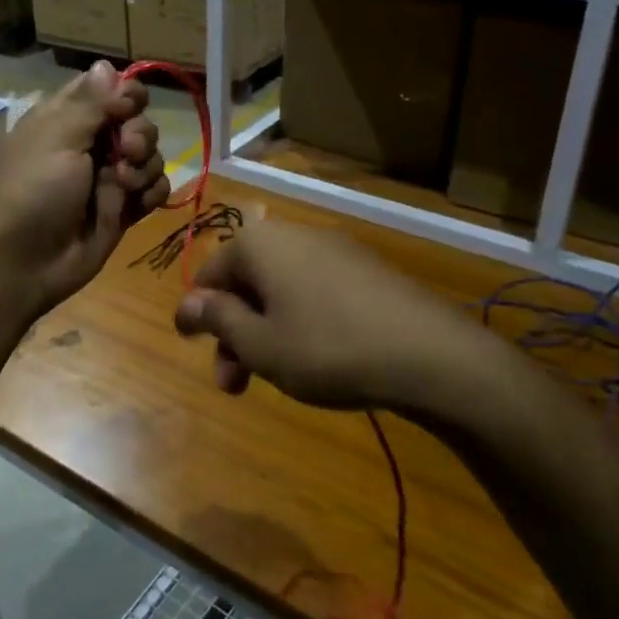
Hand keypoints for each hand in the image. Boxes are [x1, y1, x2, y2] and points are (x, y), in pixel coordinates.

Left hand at [0, 62, 169, 317]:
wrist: (24, 263)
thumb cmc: (33, 191)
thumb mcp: (57, 137)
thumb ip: (91, 102)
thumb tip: (107, 63)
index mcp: (67, 118)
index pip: (109, 89)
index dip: (127, 95)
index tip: (125, 108)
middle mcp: (90, 143)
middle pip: (138, 121)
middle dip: (139, 135)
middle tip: (124, 152)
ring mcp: (109, 177)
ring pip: (151, 155)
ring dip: (145, 167)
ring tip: (123, 186)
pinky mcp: (124, 208)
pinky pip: (155, 189)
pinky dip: (151, 193)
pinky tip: (135, 204)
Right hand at [173, 222, 512, 421]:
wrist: (432, 355)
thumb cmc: (328, 348)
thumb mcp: (261, 344)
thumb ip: (218, 320)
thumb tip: (186, 303)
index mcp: (259, 244)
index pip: (210, 273)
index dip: (196, 312)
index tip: (191, 346)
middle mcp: (294, 236)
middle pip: (247, 283)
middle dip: (233, 333)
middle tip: (233, 382)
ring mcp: (335, 250)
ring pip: (281, 291)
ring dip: (265, 332)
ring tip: (273, 379)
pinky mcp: (366, 270)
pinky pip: (314, 292)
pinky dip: (299, 322)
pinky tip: (314, 359)